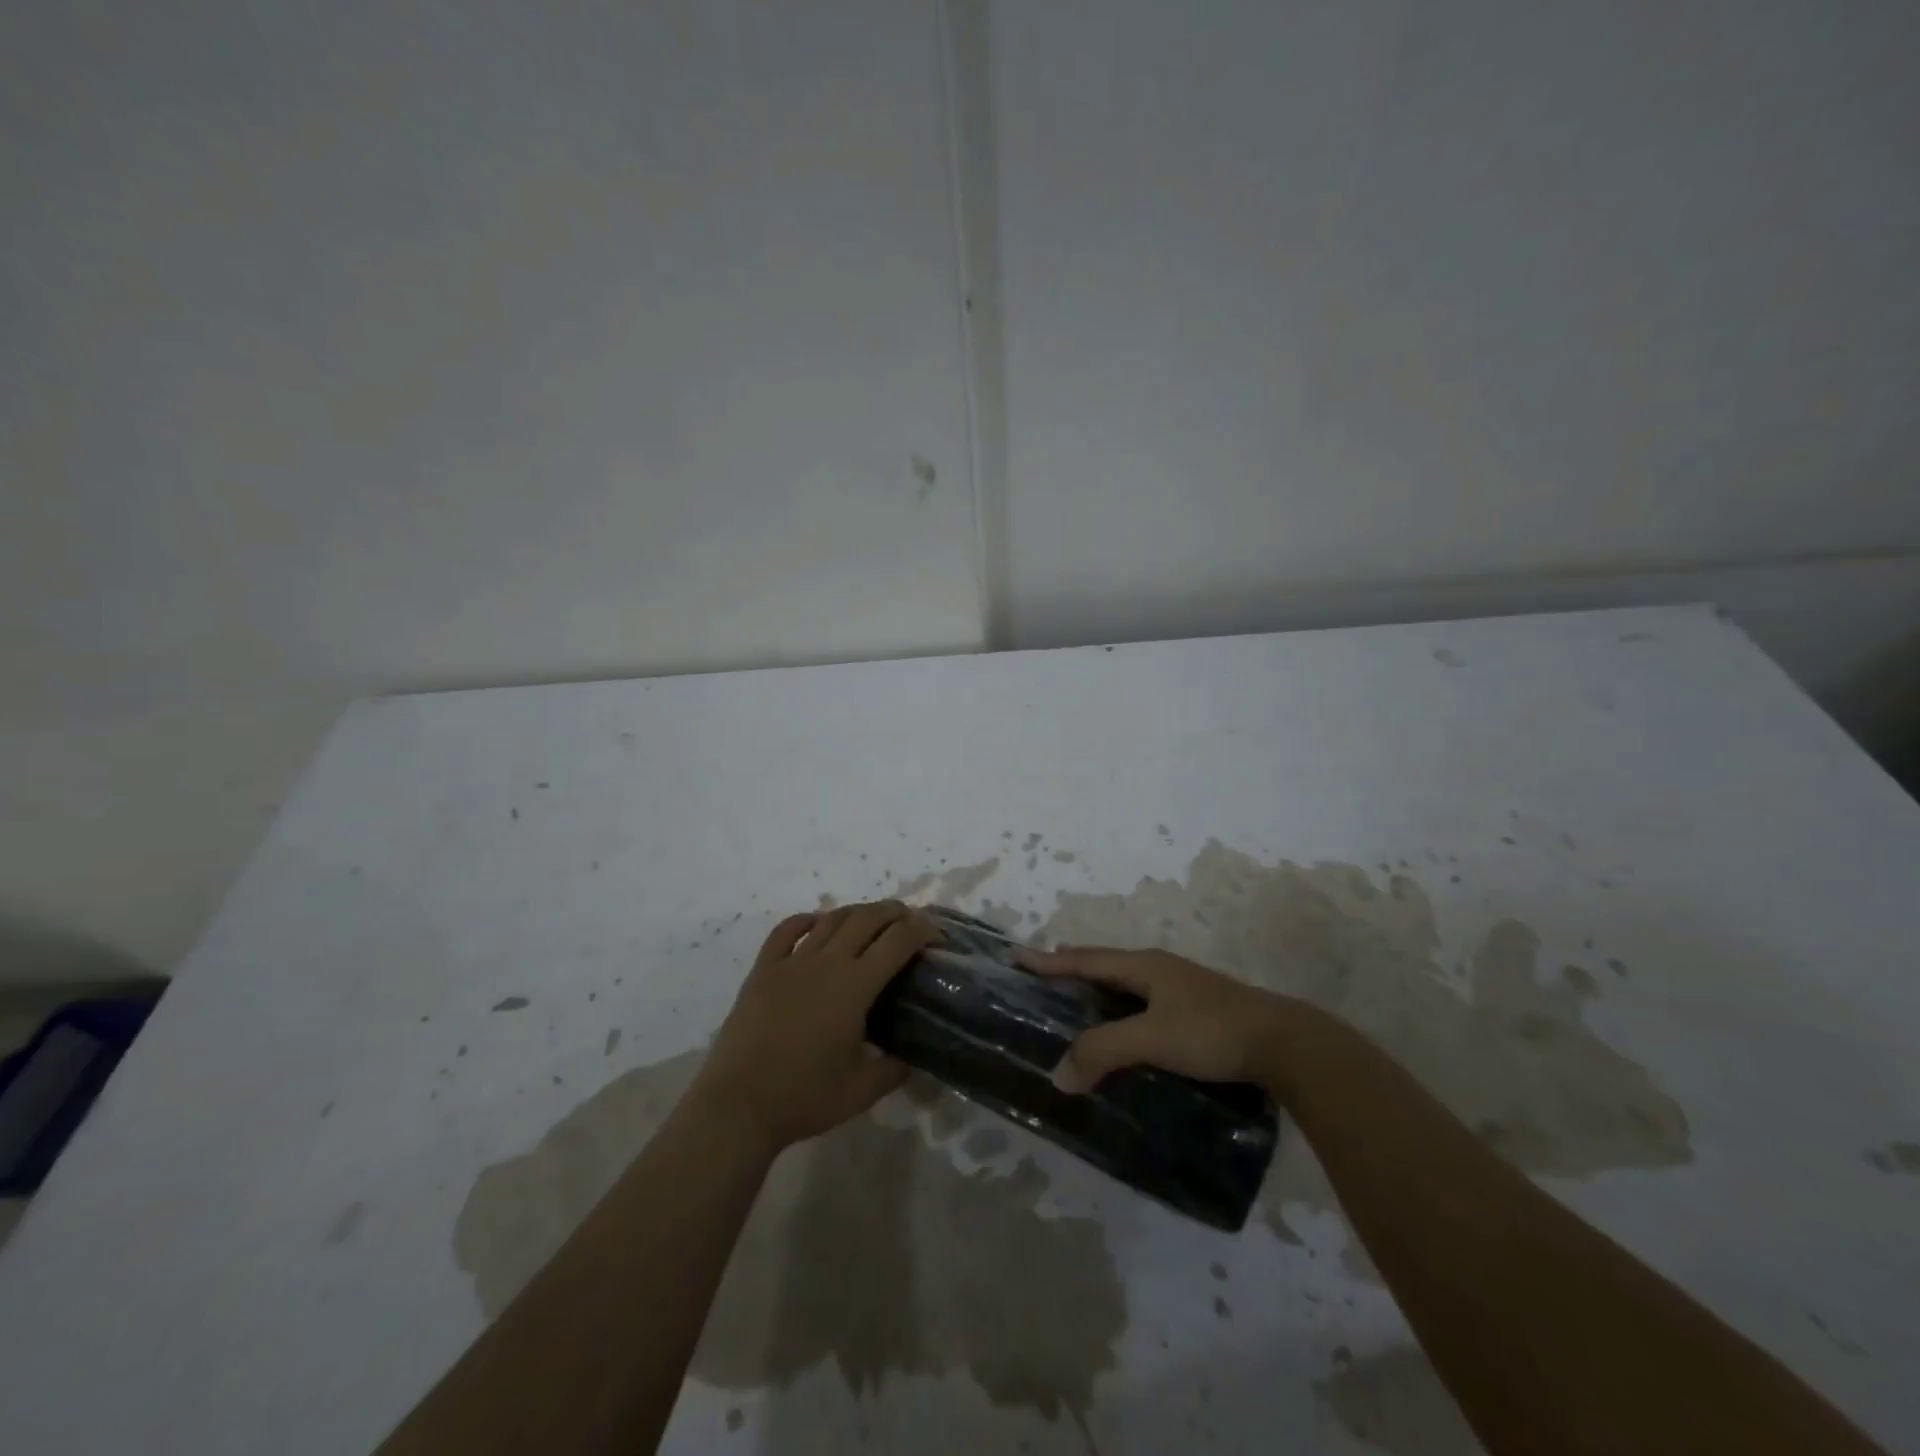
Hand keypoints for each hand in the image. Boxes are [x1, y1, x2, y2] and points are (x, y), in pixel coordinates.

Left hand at [693, 901, 937, 1152]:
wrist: (738, 1105)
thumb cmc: (804, 1097)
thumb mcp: (862, 1091)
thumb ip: (894, 1070)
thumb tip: (912, 1059)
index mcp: (855, 986)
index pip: (898, 941)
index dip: (923, 930)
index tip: (937, 934)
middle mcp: (826, 962)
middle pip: (867, 918)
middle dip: (895, 912)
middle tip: (911, 921)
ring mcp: (792, 962)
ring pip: (831, 919)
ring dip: (858, 912)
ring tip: (872, 920)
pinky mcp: (763, 970)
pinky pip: (786, 930)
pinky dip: (807, 920)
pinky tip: (816, 923)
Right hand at [1018, 945, 1296, 1092]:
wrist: (1285, 1043)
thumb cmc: (1211, 1031)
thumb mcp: (1150, 1039)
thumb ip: (1102, 1051)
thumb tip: (1058, 1074)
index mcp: (1144, 966)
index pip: (1085, 959)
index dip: (1049, 960)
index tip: (1017, 955)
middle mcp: (1158, 969)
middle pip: (1104, 964)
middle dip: (1072, 968)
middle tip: (1043, 975)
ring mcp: (1181, 987)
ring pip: (1126, 983)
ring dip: (1097, 988)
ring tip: (1077, 999)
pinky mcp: (1197, 1009)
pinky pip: (1143, 1001)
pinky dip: (1120, 1007)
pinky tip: (1124, 1026)